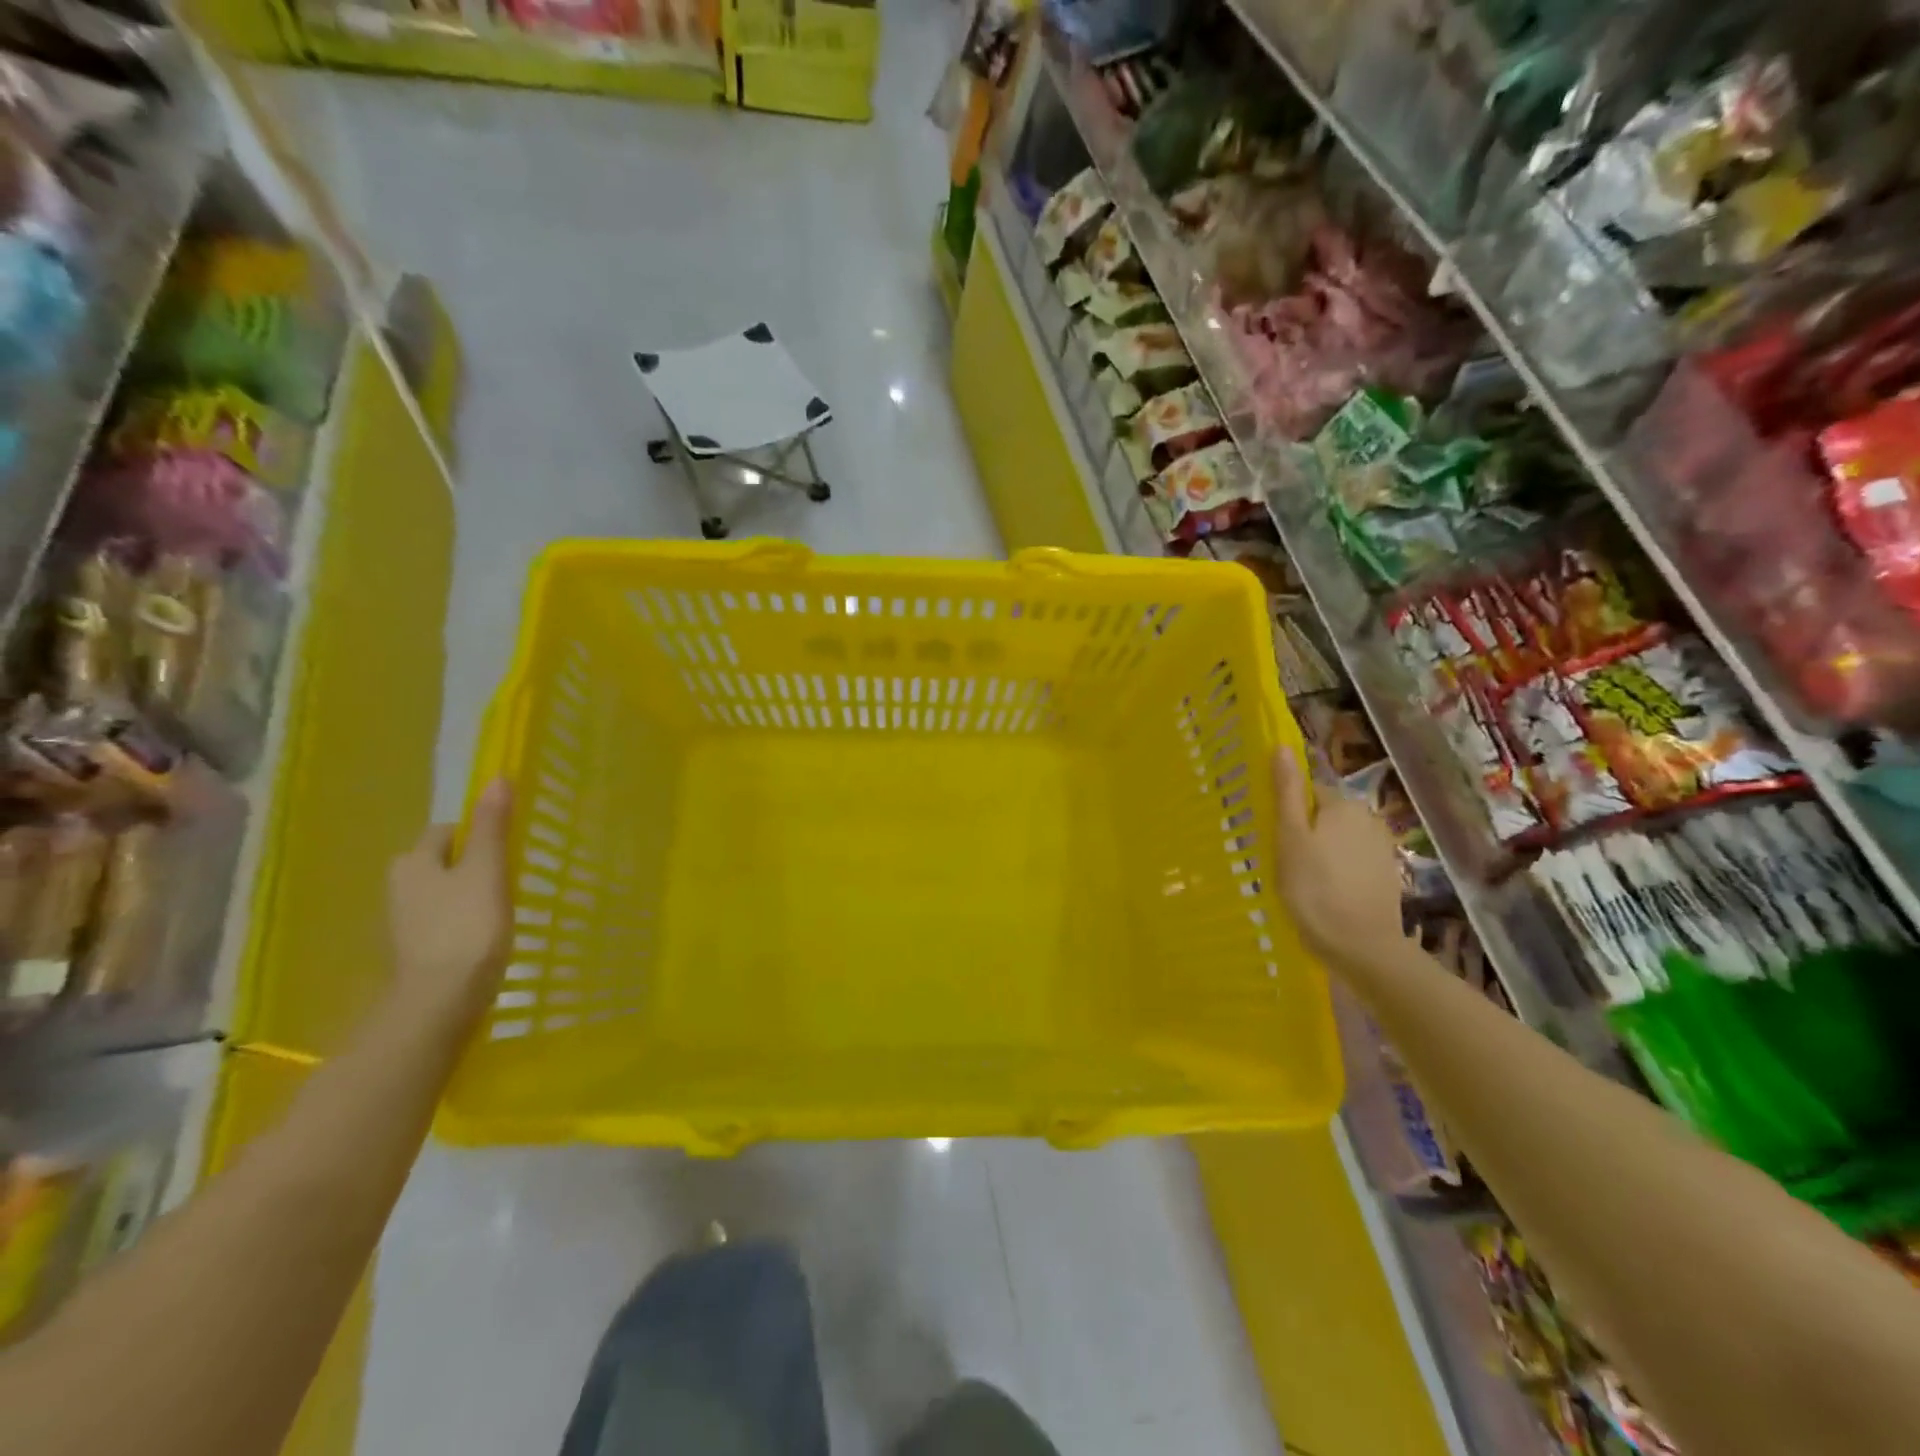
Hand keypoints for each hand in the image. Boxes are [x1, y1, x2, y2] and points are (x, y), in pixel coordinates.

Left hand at [386, 780, 511, 1024]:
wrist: (440, 1002)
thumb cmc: (467, 928)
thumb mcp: (488, 871)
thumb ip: (493, 827)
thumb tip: (496, 777)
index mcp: (412, 862)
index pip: (447, 831)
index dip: (478, 834)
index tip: (506, 851)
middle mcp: (398, 887)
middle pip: (441, 862)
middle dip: (470, 866)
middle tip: (507, 880)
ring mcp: (402, 922)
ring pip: (441, 893)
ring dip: (466, 896)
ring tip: (500, 910)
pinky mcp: (413, 951)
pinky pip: (441, 922)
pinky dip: (460, 924)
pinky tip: (483, 938)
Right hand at [1271, 749, 1409, 972]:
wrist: (1361, 947)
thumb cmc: (1314, 888)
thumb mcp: (1289, 837)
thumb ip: (1287, 792)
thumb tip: (1282, 747)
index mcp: (1343, 804)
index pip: (1308, 792)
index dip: (1287, 811)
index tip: (1273, 836)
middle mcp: (1368, 818)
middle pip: (1324, 814)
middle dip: (1304, 832)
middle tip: (1283, 861)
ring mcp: (1381, 848)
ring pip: (1338, 840)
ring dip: (1321, 852)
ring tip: (1300, 882)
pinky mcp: (1386, 876)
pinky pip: (1352, 862)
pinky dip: (1337, 872)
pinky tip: (1324, 894)